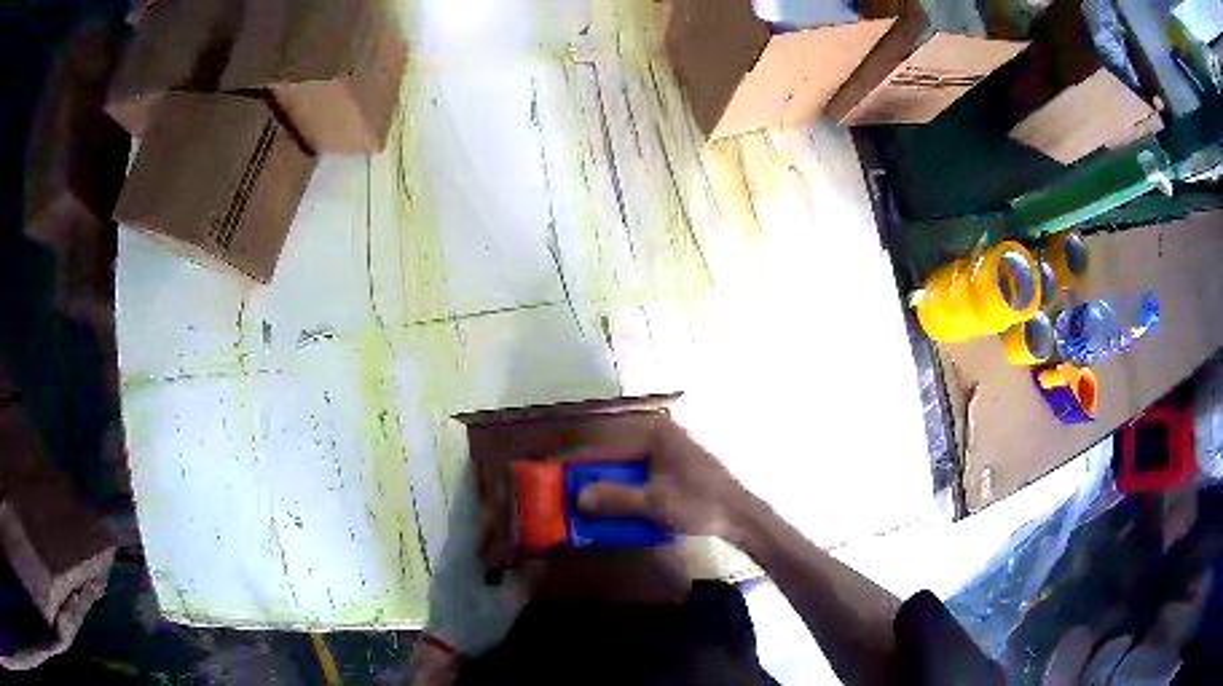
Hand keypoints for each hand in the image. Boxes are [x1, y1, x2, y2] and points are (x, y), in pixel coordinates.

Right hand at [576, 416, 758, 540]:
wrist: (740, 516)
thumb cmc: (699, 503)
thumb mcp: (654, 502)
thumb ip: (615, 498)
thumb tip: (578, 497)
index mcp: (655, 433)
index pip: (607, 440)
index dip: (579, 456)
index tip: (556, 469)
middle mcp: (660, 434)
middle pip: (615, 450)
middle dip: (591, 470)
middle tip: (566, 487)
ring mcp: (668, 449)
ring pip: (626, 462)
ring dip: (606, 480)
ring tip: (583, 498)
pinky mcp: (673, 465)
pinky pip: (639, 471)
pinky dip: (623, 485)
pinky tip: (612, 502)